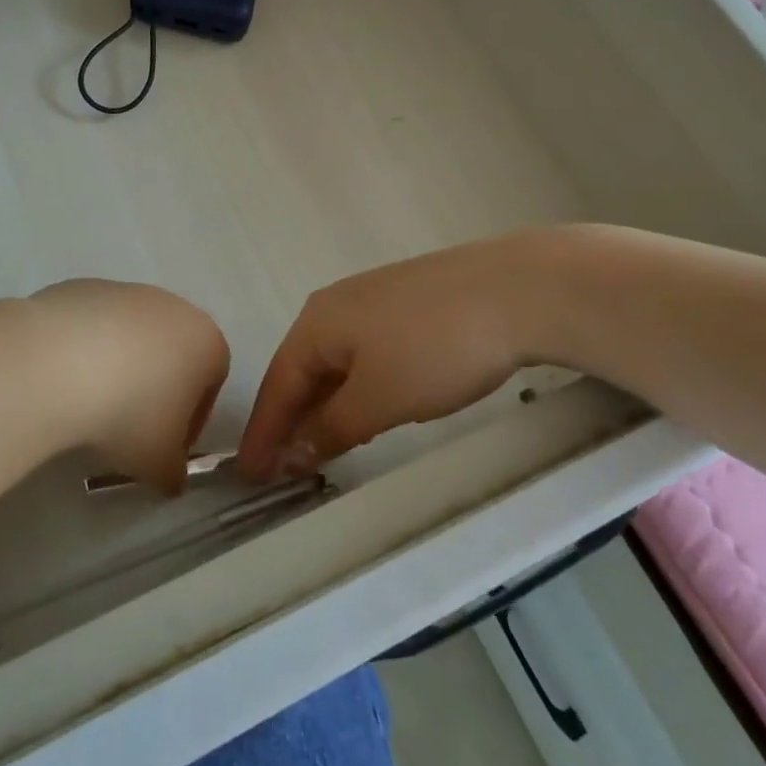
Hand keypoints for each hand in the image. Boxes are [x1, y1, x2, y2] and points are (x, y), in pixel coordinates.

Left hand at [29, 279, 229, 494]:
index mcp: (206, 342)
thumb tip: (170, 477)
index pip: (211, 384)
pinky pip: (92, 327)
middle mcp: (173, 306)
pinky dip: (84, 350)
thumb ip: (174, 473)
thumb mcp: (159, 463)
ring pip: (131, 337)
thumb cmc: (128, 414)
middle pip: (171, 354)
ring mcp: (126, 291)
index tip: (162, 448)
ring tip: (87, 405)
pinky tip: (63, 379)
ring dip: (118, 368)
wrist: (55, 363)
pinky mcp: (83, 287)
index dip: (189, 422)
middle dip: (154, 390)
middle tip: (126, 429)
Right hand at [238, 237, 550, 480]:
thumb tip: (293, 452)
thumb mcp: (379, 399)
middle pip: (302, 369)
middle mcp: (334, 305)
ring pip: (335, 361)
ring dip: (324, 405)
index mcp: (316, 323)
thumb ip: (332, 428)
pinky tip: (367, 404)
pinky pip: (362, 352)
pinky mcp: (405, 302)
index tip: (250, 474)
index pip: (277, 384)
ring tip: (320, 445)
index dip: (263, 433)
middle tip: (281, 467)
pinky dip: (354, 387)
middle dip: (291, 419)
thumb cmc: (435, 348)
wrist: (516, 290)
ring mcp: (372, 299)